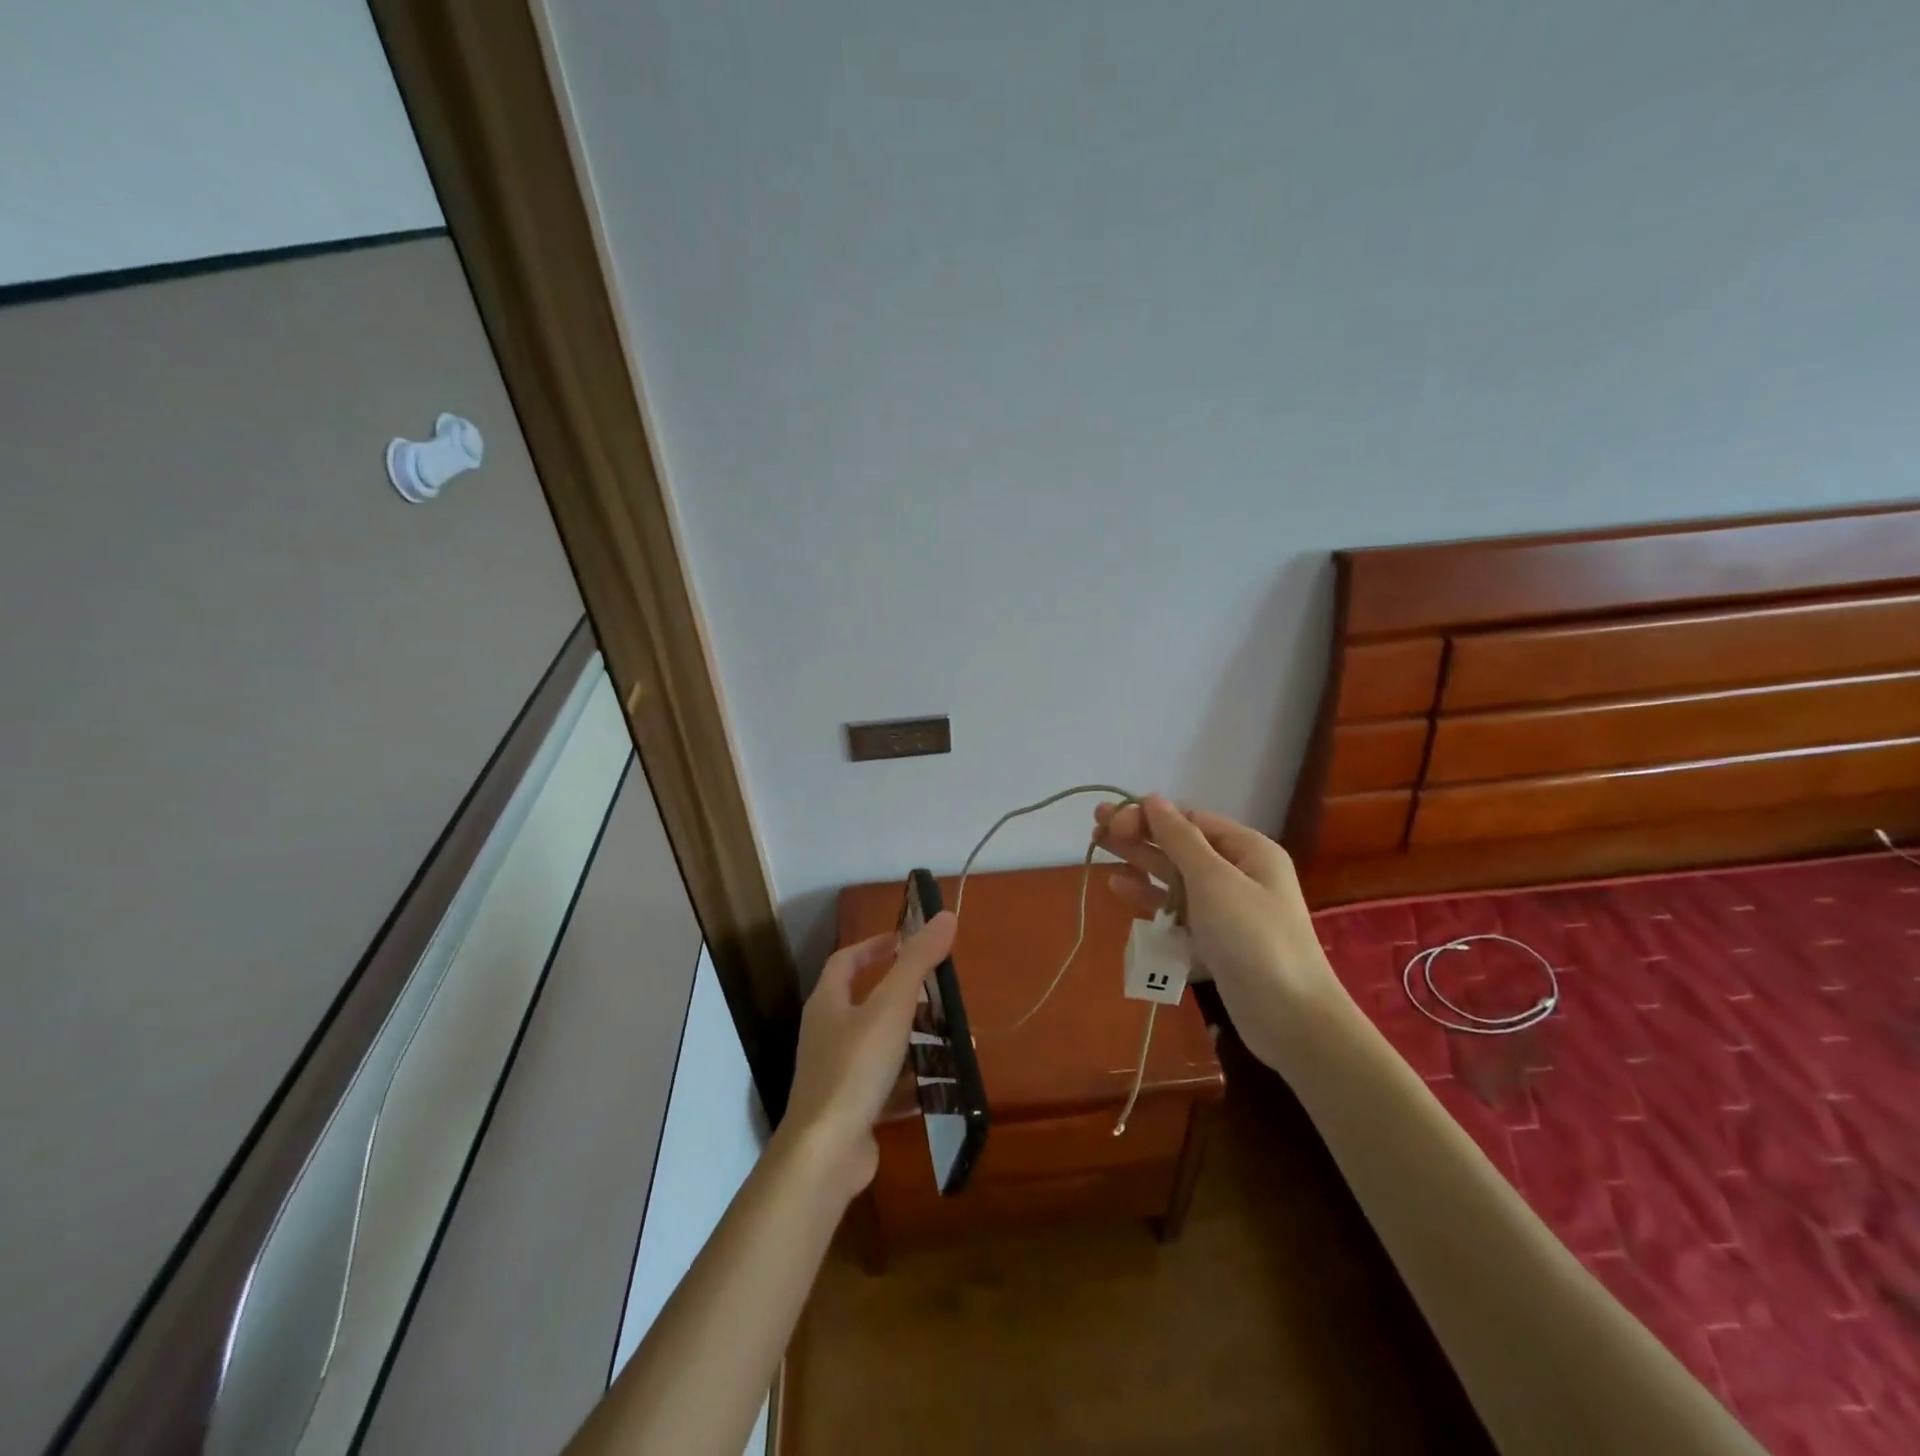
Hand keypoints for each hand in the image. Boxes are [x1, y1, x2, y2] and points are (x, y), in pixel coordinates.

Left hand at [780, 911, 957, 1201]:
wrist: (825, 1154)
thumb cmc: (855, 1067)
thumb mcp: (891, 1007)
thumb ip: (918, 961)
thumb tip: (945, 915)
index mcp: (828, 1004)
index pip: (846, 961)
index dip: (874, 946)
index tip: (905, 940)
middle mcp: (827, 1035)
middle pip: (868, 1004)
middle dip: (908, 999)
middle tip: (942, 996)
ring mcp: (837, 1075)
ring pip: (881, 1048)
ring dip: (917, 1043)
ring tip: (956, 1043)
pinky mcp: (851, 1111)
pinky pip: (887, 1087)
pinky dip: (914, 1084)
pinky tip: (944, 1087)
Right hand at [1094, 795, 1348, 1070]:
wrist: (1291, 1018)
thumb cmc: (1254, 938)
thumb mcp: (1214, 880)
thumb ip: (1180, 839)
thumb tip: (1153, 799)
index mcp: (1248, 850)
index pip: (1190, 820)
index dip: (1148, 817)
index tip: (1112, 821)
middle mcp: (1238, 874)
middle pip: (1179, 846)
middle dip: (1138, 835)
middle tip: (1095, 829)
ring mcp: (1226, 909)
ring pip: (1174, 877)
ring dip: (1139, 863)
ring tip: (1099, 851)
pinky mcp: (1214, 941)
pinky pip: (1176, 910)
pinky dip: (1149, 898)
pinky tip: (1119, 888)